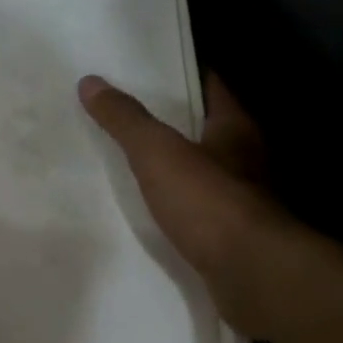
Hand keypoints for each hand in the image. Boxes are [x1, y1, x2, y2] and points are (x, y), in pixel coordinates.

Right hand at [79, 73, 288, 337]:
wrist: (251, 274)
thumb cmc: (208, 201)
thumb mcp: (157, 153)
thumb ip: (126, 120)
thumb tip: (91, 82)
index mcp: (235, 128)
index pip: (211, 86)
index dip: (182, 74)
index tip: (147, 68)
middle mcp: (246, 159)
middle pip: (207, 129)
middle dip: (173, 122)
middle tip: (128, 114)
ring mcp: (244, 200)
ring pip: (205, 172)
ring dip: (176, 167)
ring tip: (132, 162)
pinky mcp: (233, 236)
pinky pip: (200, 210)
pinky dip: (180, 206)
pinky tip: (153, 211)